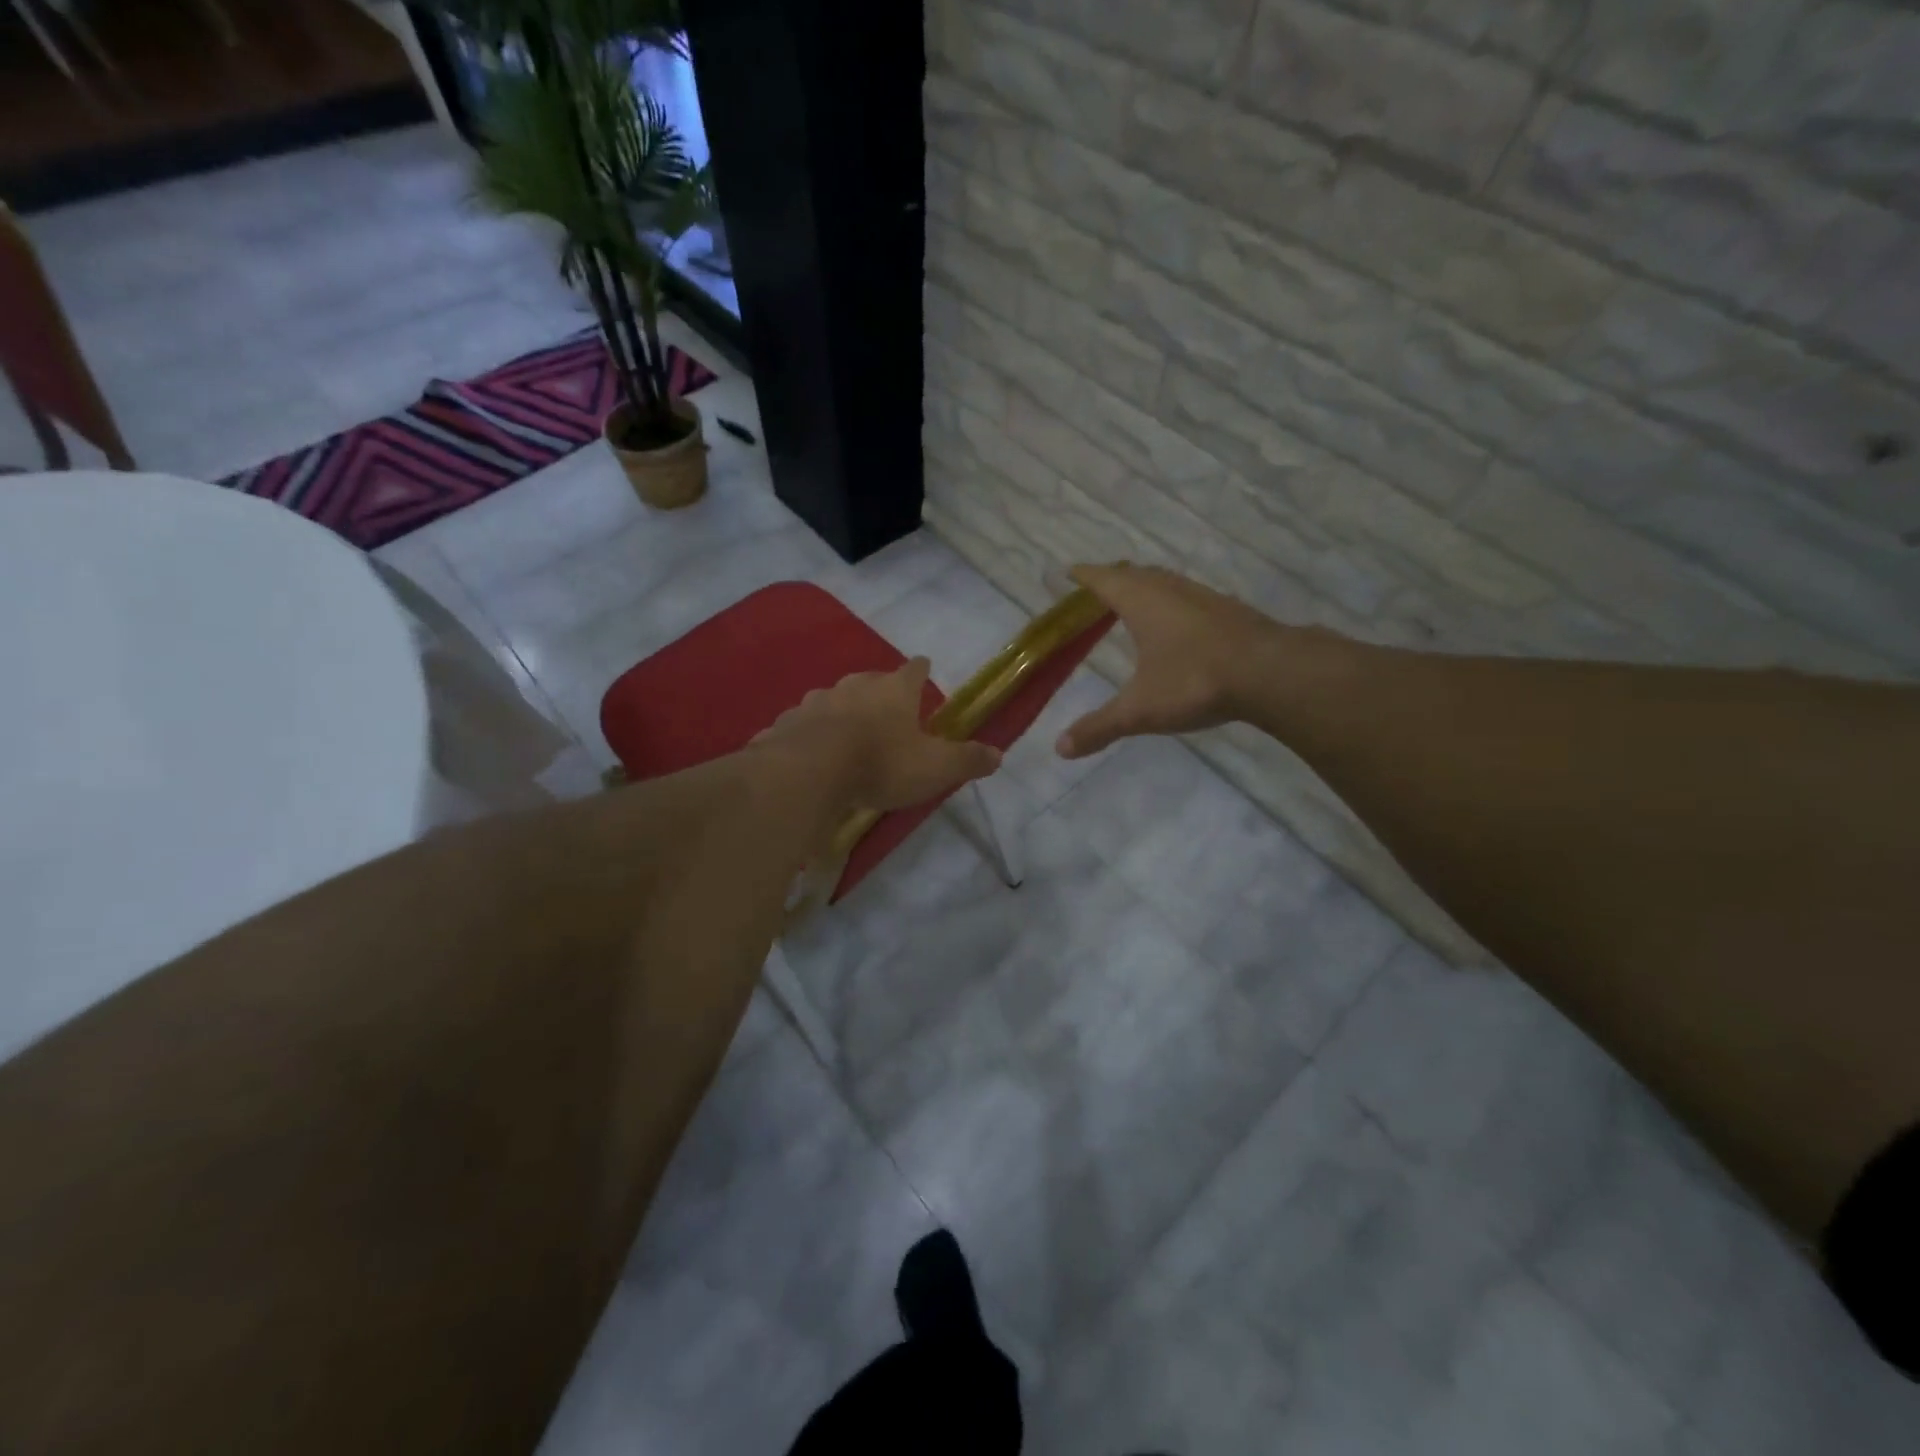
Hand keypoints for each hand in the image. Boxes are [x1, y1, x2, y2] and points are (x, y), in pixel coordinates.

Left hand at [757, 658, 1001, 812]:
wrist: (809, 772)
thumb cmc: (882, 763)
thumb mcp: (935, 768)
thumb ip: (966, 760)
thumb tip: (998, 755)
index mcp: (894, 690)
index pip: (914, 670)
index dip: (921, 671)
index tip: (923, 669)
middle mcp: (855, 686)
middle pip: (871, 681)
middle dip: (879, 693)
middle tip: (887, 712)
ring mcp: (816, 701)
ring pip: (834, 701)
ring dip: (842, 713)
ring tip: (847, 735)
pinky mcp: (786, 723)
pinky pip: (803, 725)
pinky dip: (810, 734)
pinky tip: (810, 753)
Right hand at [1057, 563, 1282, 759]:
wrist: (1271, 673)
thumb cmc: (1195, 682)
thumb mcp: (1140, 710)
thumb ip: (1100, 727)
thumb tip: (1061, 748)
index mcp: (1142, 603)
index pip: (1104, 580)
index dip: (1084, 576)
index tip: (1067, 572)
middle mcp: (1171, 590)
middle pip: (1136, 574)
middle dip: (1114, 578)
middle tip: (1098, 587)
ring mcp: (1204, 597)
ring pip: (1167, 582)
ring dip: (1147, 586)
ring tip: (1135, 600)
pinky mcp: (1230, 611)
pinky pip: (1191, 597)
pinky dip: (1174, 602)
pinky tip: (1180, 623)